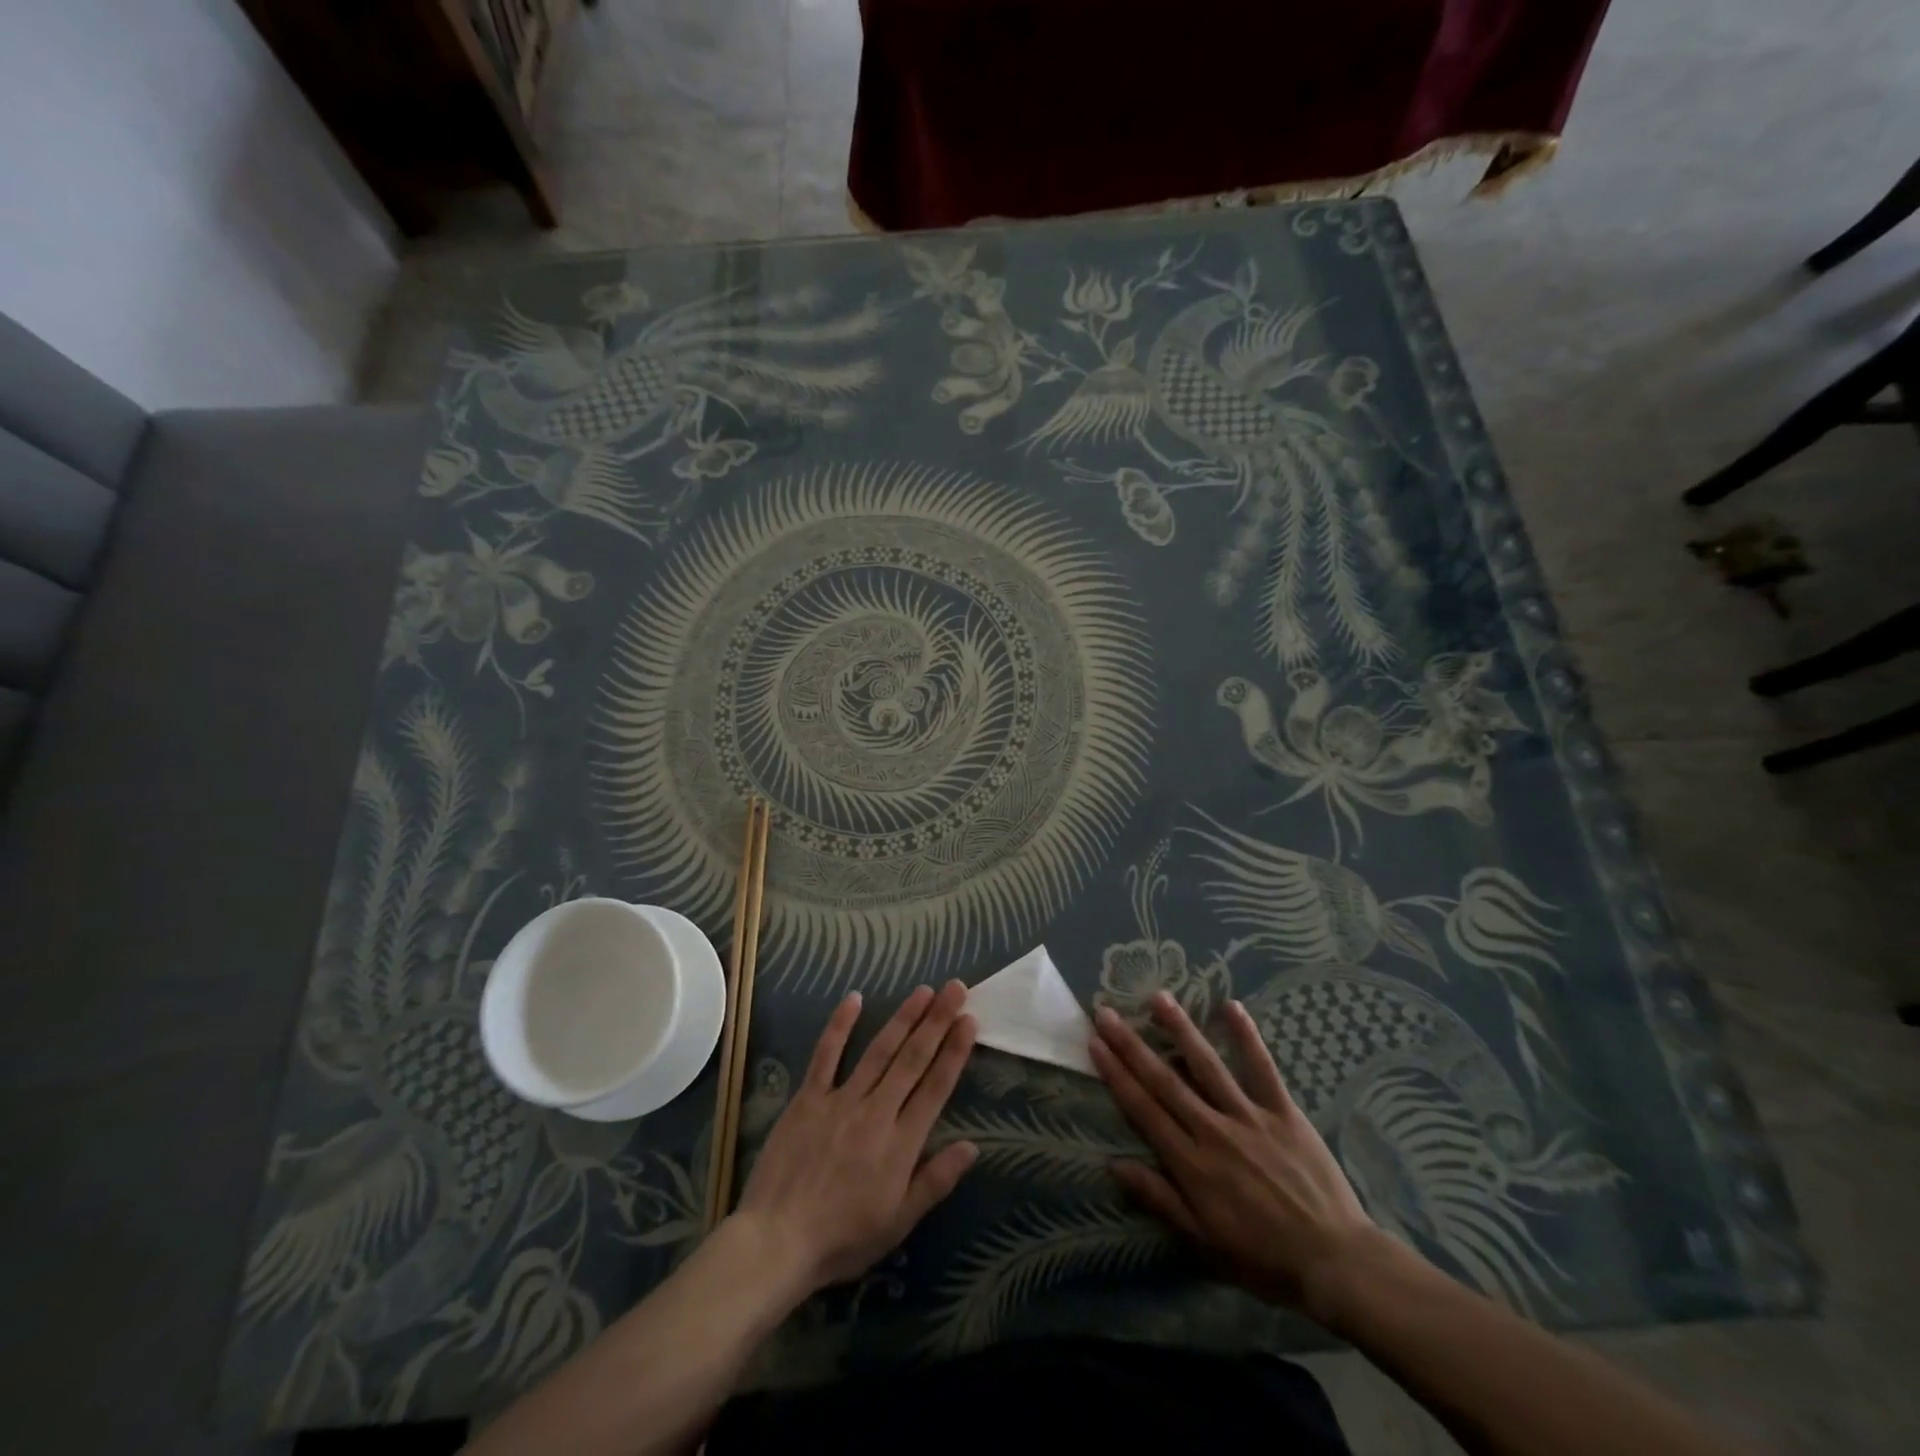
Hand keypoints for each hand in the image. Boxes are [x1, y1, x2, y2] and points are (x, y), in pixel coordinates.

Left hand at [735, 981, 978, 1294]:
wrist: (776, 1241)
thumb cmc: (842, 1239)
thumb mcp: (898, 1222)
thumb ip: (935, 1181)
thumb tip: (972, 1146)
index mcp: (900, 1144)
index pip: (935, 1087)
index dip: (954, 1052)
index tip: (970, 1020)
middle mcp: (876, 1112)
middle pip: (912, 1059)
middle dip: (936, 1021)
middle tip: (955, 988)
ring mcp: (840, 1100)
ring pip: (879, 1050)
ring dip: (903, 1017)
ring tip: (923, 991)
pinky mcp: (808, 1098)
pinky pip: (826, 1055)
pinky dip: (840, 1025)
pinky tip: (854, 998)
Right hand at [1089, 991, 1379, 1320]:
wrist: (1336, 1263)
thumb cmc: (1263, 1258)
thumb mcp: (1204, 1242)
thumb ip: (1160, 1199)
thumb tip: (1114, 1164)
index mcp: (1191, 1164)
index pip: (1143, 1109)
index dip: (1116, 1074)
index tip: (1094, 1044)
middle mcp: (1213, 1131)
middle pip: (1164, 1080)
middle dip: (1131, 1045)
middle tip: (1106, 1012)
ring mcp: (1249, 1117)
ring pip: (1207, 1065)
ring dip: (1179, 1029)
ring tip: (1157, 997)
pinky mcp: (1283, 1112)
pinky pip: (1262, 1068)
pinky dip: (1246, 1036)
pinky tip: (1231, 1005)